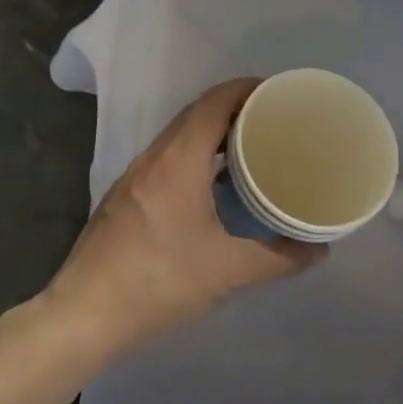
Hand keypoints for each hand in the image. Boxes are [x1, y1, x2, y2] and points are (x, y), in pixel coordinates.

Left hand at [44, 78, 325, 354]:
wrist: (84, 314)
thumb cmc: (159, 281)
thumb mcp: (228, 271)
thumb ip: (278, 258)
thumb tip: (318, 250)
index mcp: (179, 160)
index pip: (214, 102)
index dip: (246, 89)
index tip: (278, 94)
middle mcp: (153, 158)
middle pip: (196, 114)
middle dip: (235, 109)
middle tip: (273, 122)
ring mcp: (133, 177)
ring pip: (178, 138)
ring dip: (213, 134)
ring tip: (250, 150)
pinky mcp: (124, 198)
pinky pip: (166, 160)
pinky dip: (194, 157)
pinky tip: (212, 187)